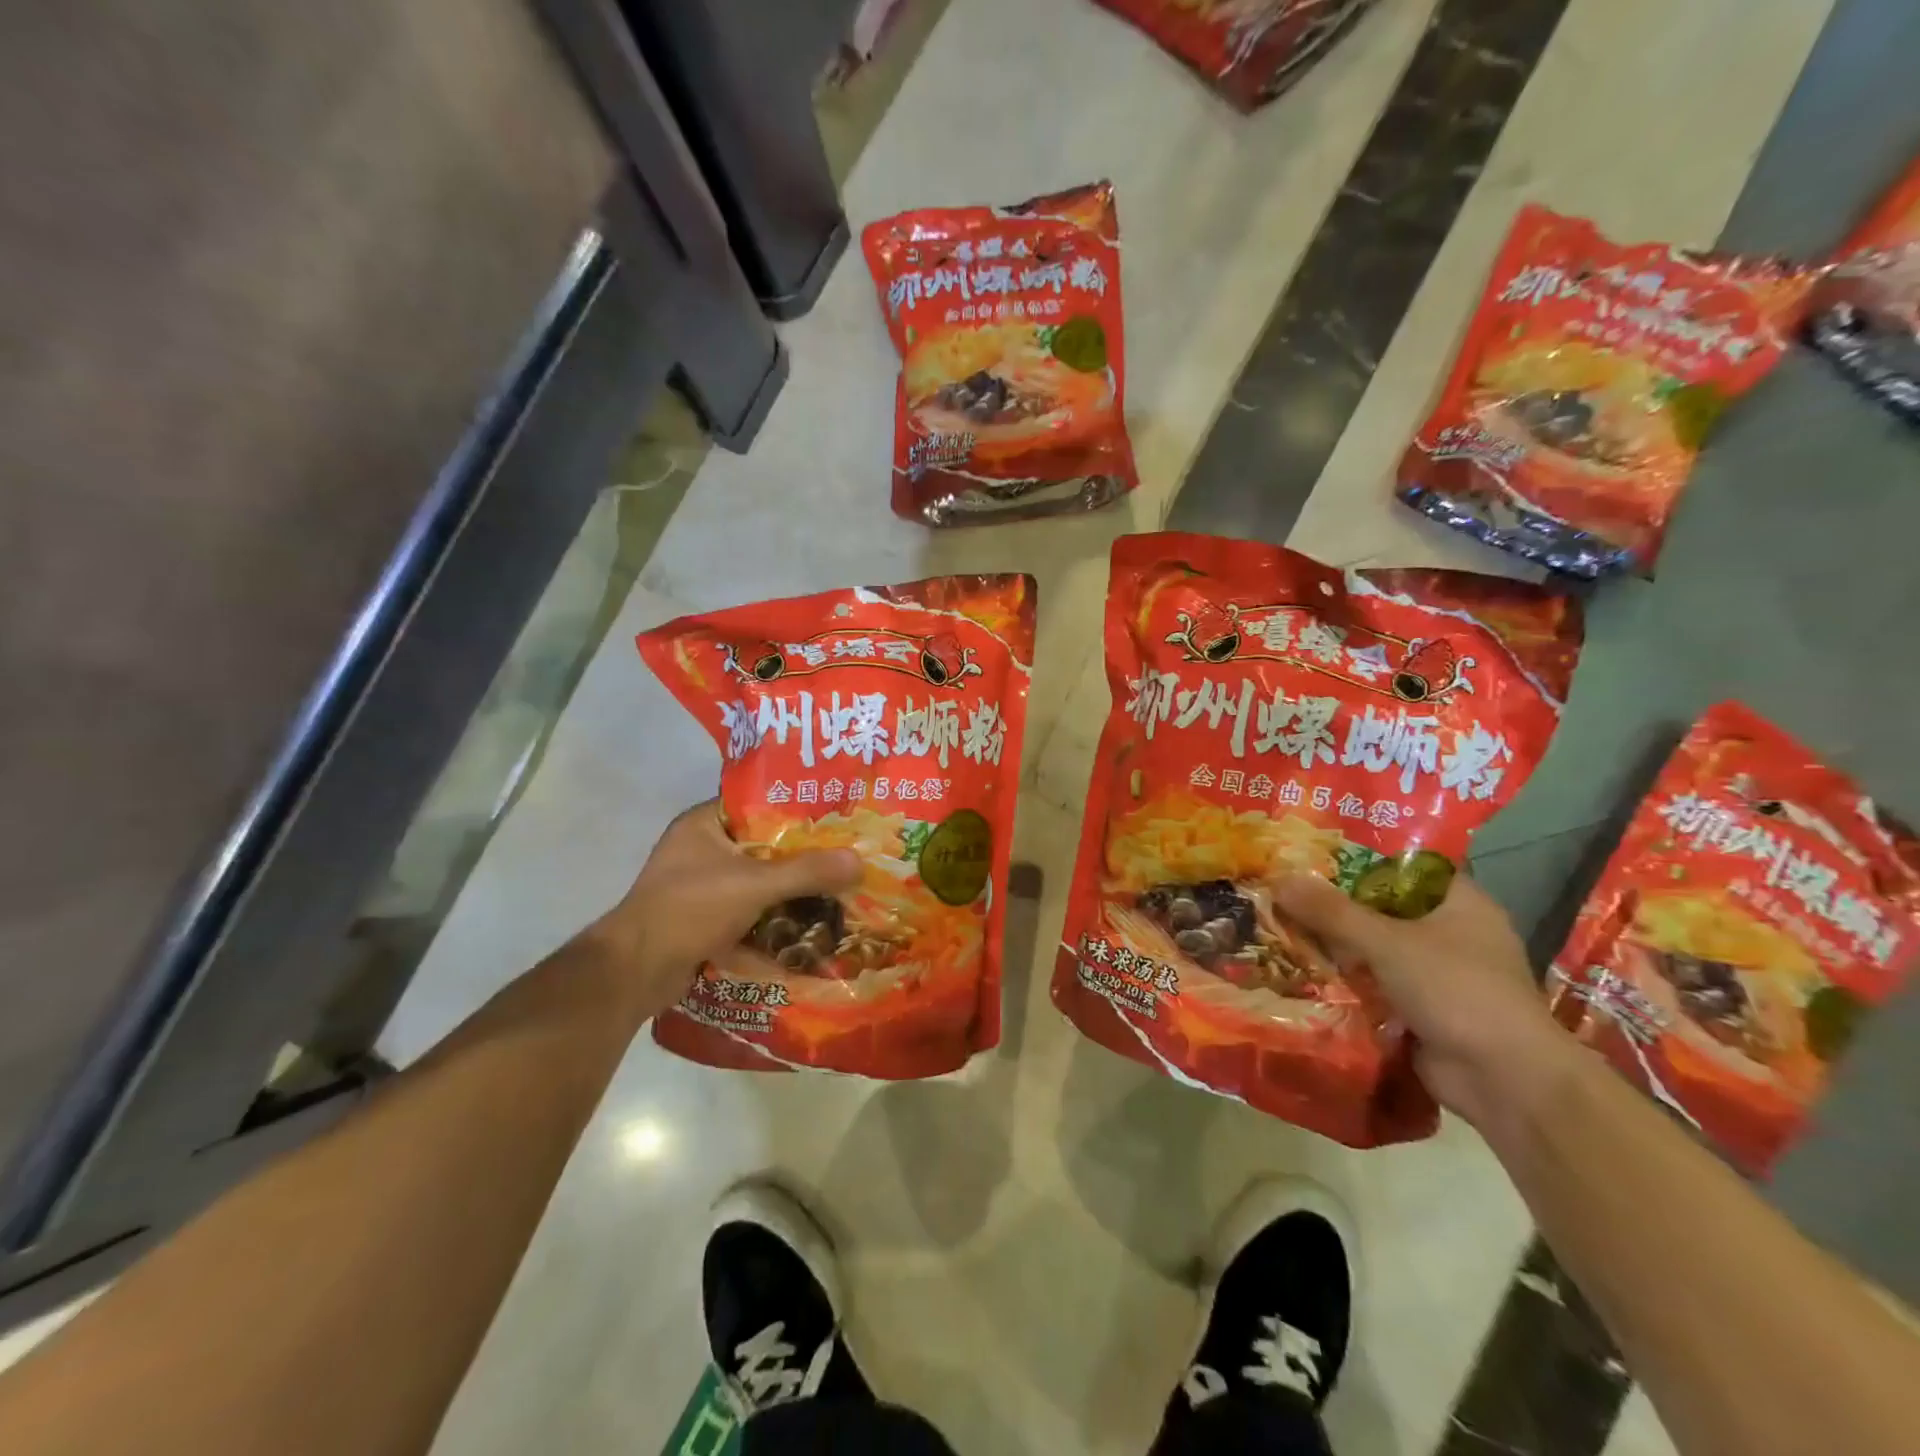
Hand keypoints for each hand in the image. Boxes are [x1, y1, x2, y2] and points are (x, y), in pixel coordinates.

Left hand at [591, 801, 860, 1018]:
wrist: (634, 973)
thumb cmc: (689, 909)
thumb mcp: (753, 885)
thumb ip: (806, 872)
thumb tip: (859, 861)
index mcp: (705, 824)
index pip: (760, 803)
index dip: (798, 808)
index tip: (837, 814)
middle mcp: (702, 849)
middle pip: (765, 845)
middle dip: (803, 855)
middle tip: (846, 854)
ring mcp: (702, 886)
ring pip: (759, 880)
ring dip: (792, 890)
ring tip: (838, 889)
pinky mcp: (705, 920)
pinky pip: (749, 911)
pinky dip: (774, 919)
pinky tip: (810, 927)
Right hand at [1273, 872, 1573, 1128]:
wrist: (1505, 1080)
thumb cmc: (1456, 990)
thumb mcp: (1386, 942)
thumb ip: (1331, 912)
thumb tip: (1279, 879)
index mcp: (1460, 901)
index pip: (1404, 864)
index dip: (1358, 855)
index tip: (1311, 852)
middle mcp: (1452, 931)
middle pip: (1383, 906)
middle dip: (1335, 903)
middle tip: (1283, 888)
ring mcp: (1439, 973)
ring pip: (1376, 947)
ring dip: (1336, 944)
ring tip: (1281, 926)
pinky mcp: (1424, 1009)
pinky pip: (1375, 983)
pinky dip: (1346, 980)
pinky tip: (1301, 970)